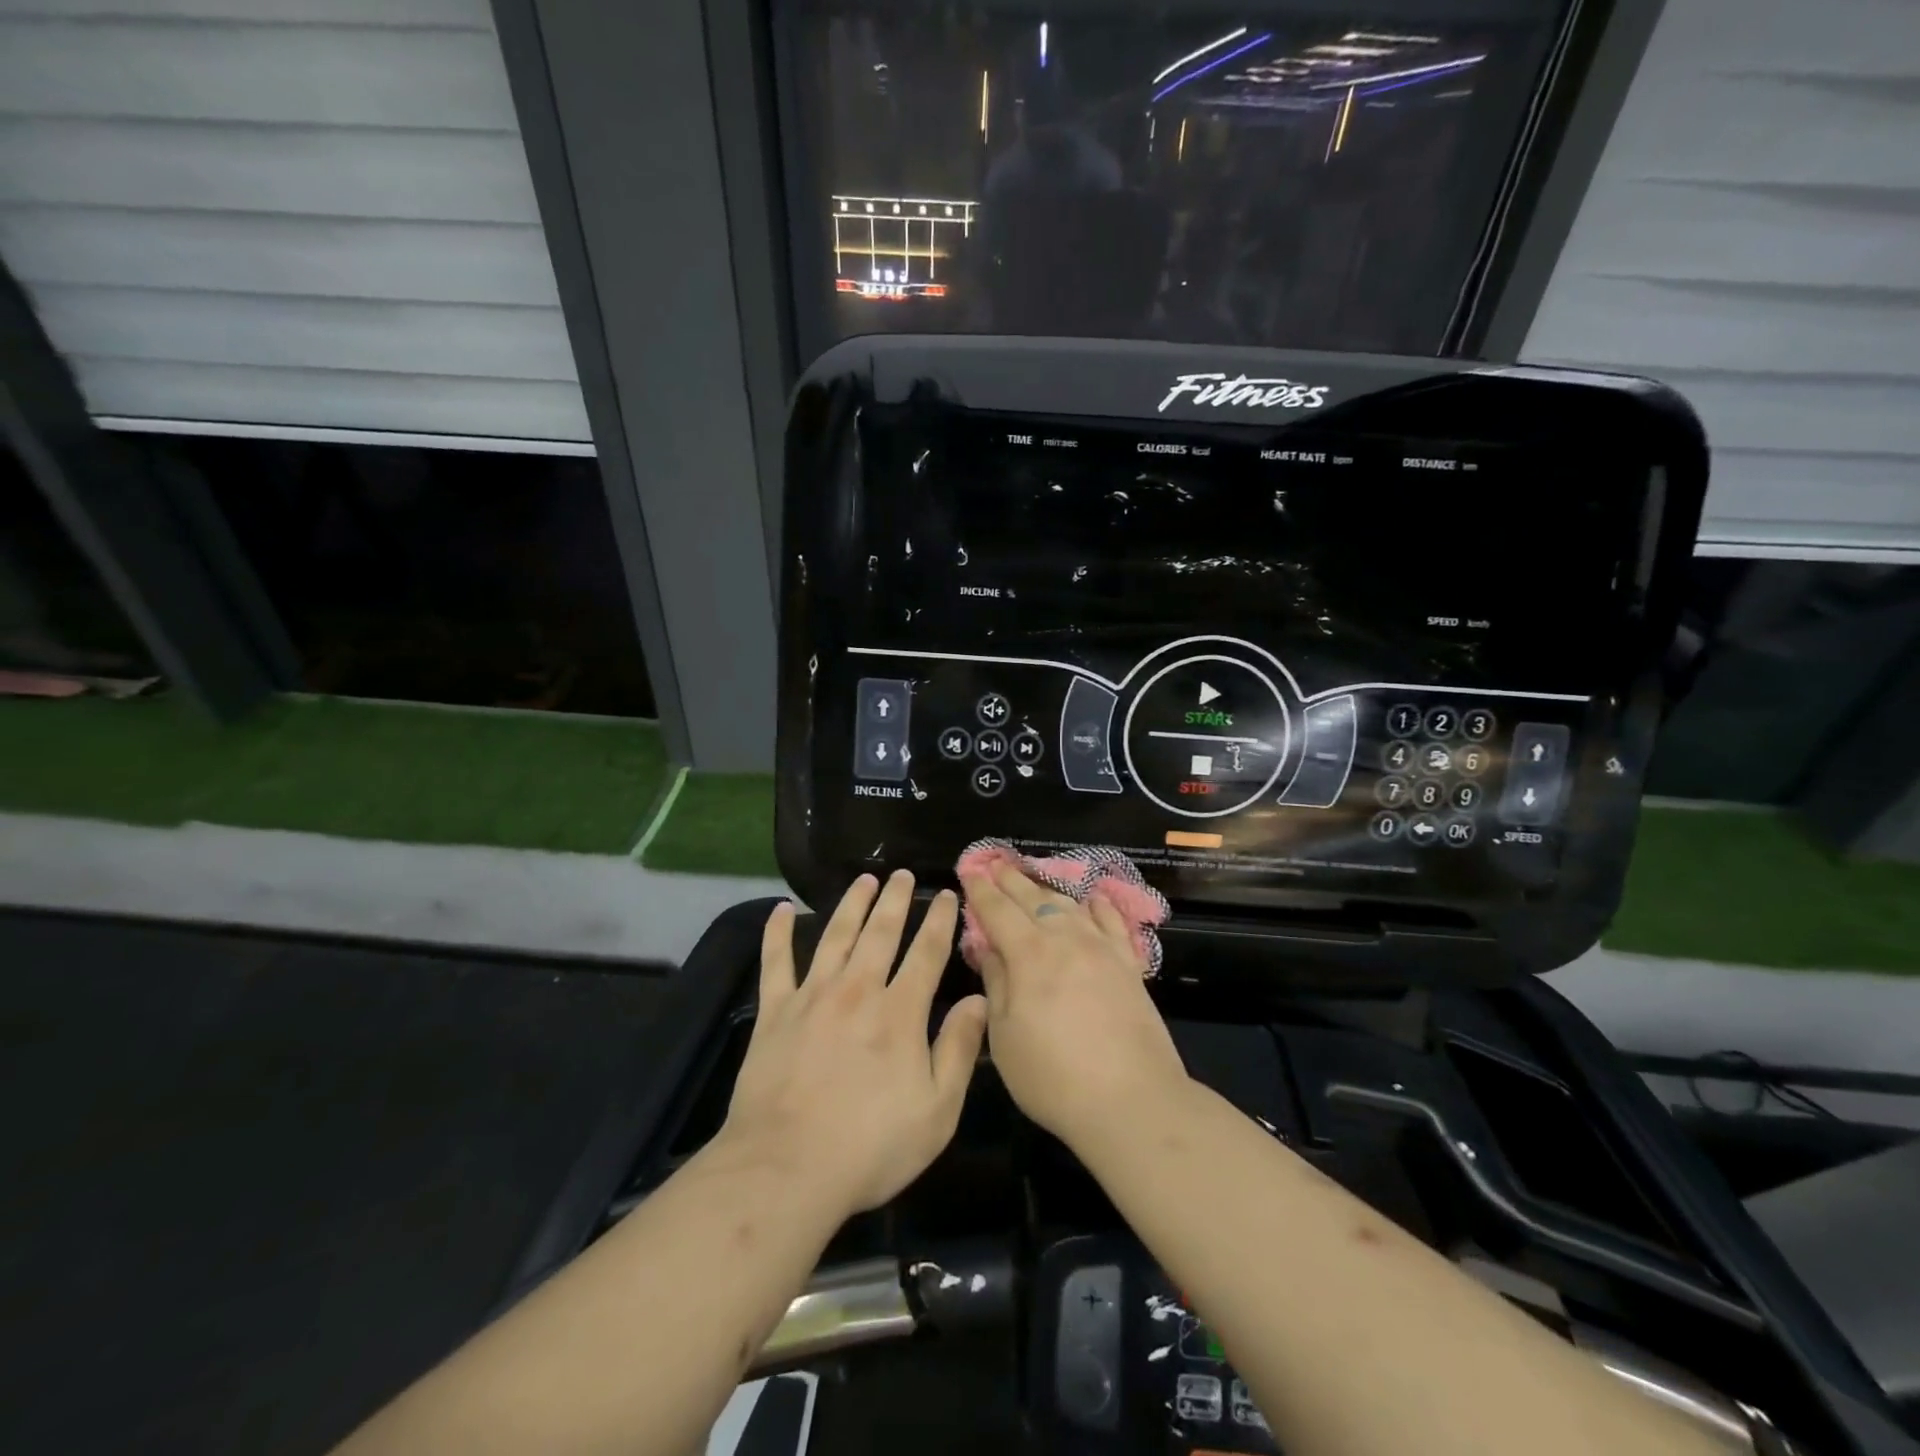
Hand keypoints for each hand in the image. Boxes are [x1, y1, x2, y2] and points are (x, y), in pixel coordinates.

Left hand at [722, 872, 986, 1219]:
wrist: (785, 1170)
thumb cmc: (870, 1147)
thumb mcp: (936, 1111)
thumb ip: (959, 1049)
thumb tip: (978, 999)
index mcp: (900, 1012)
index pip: (926, 952)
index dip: (940, 920)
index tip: (948, 895)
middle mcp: (857, 990)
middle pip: (880, 932)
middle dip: (896, 900)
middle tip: (903, 874)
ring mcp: (812, 997)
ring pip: (835, 935)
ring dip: (852, 904)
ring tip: (864, 880)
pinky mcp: (774, 1013)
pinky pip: (775, 962)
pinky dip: (777, 933)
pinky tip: (782, 909)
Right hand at [959, 861, 1189, 1146]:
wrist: (1132, 1100)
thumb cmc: (1053, 1076)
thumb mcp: (1004, 1036)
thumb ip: (996, 984)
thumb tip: (989, 949)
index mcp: (1029, 954)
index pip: (997, 910)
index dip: (980, 890)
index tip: (969, 871)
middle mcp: (1065, 938)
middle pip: (1033, 898)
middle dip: (1010, 880)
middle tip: (995, 864)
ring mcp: (1101, 948)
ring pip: (1069, 905)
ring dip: (1046, 889)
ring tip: (1033, 880)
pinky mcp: (1129, 964)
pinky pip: (1112, 922)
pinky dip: (1097, 906)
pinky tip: (1091, 899)